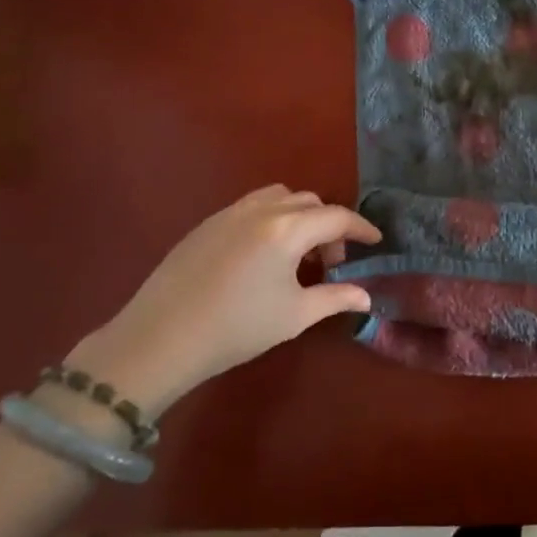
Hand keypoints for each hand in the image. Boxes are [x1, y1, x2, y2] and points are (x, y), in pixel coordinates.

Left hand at [65, 186, 381, 415]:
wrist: (159, 339)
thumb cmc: (236, 328)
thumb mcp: (294, 315)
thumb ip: (335, 298)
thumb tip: (366, 296)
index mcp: (287, 230)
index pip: (336, 218)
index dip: (361, 229)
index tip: (376, 242)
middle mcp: (261, 211)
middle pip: (309, 202)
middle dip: (329, 225)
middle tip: (332, 260)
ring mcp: (229, 213)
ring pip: (278, 197)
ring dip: (299, 216)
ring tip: (298, 253)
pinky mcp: (206, 225)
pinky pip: (251, 207)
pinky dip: (271, 219)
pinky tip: (263, 256)